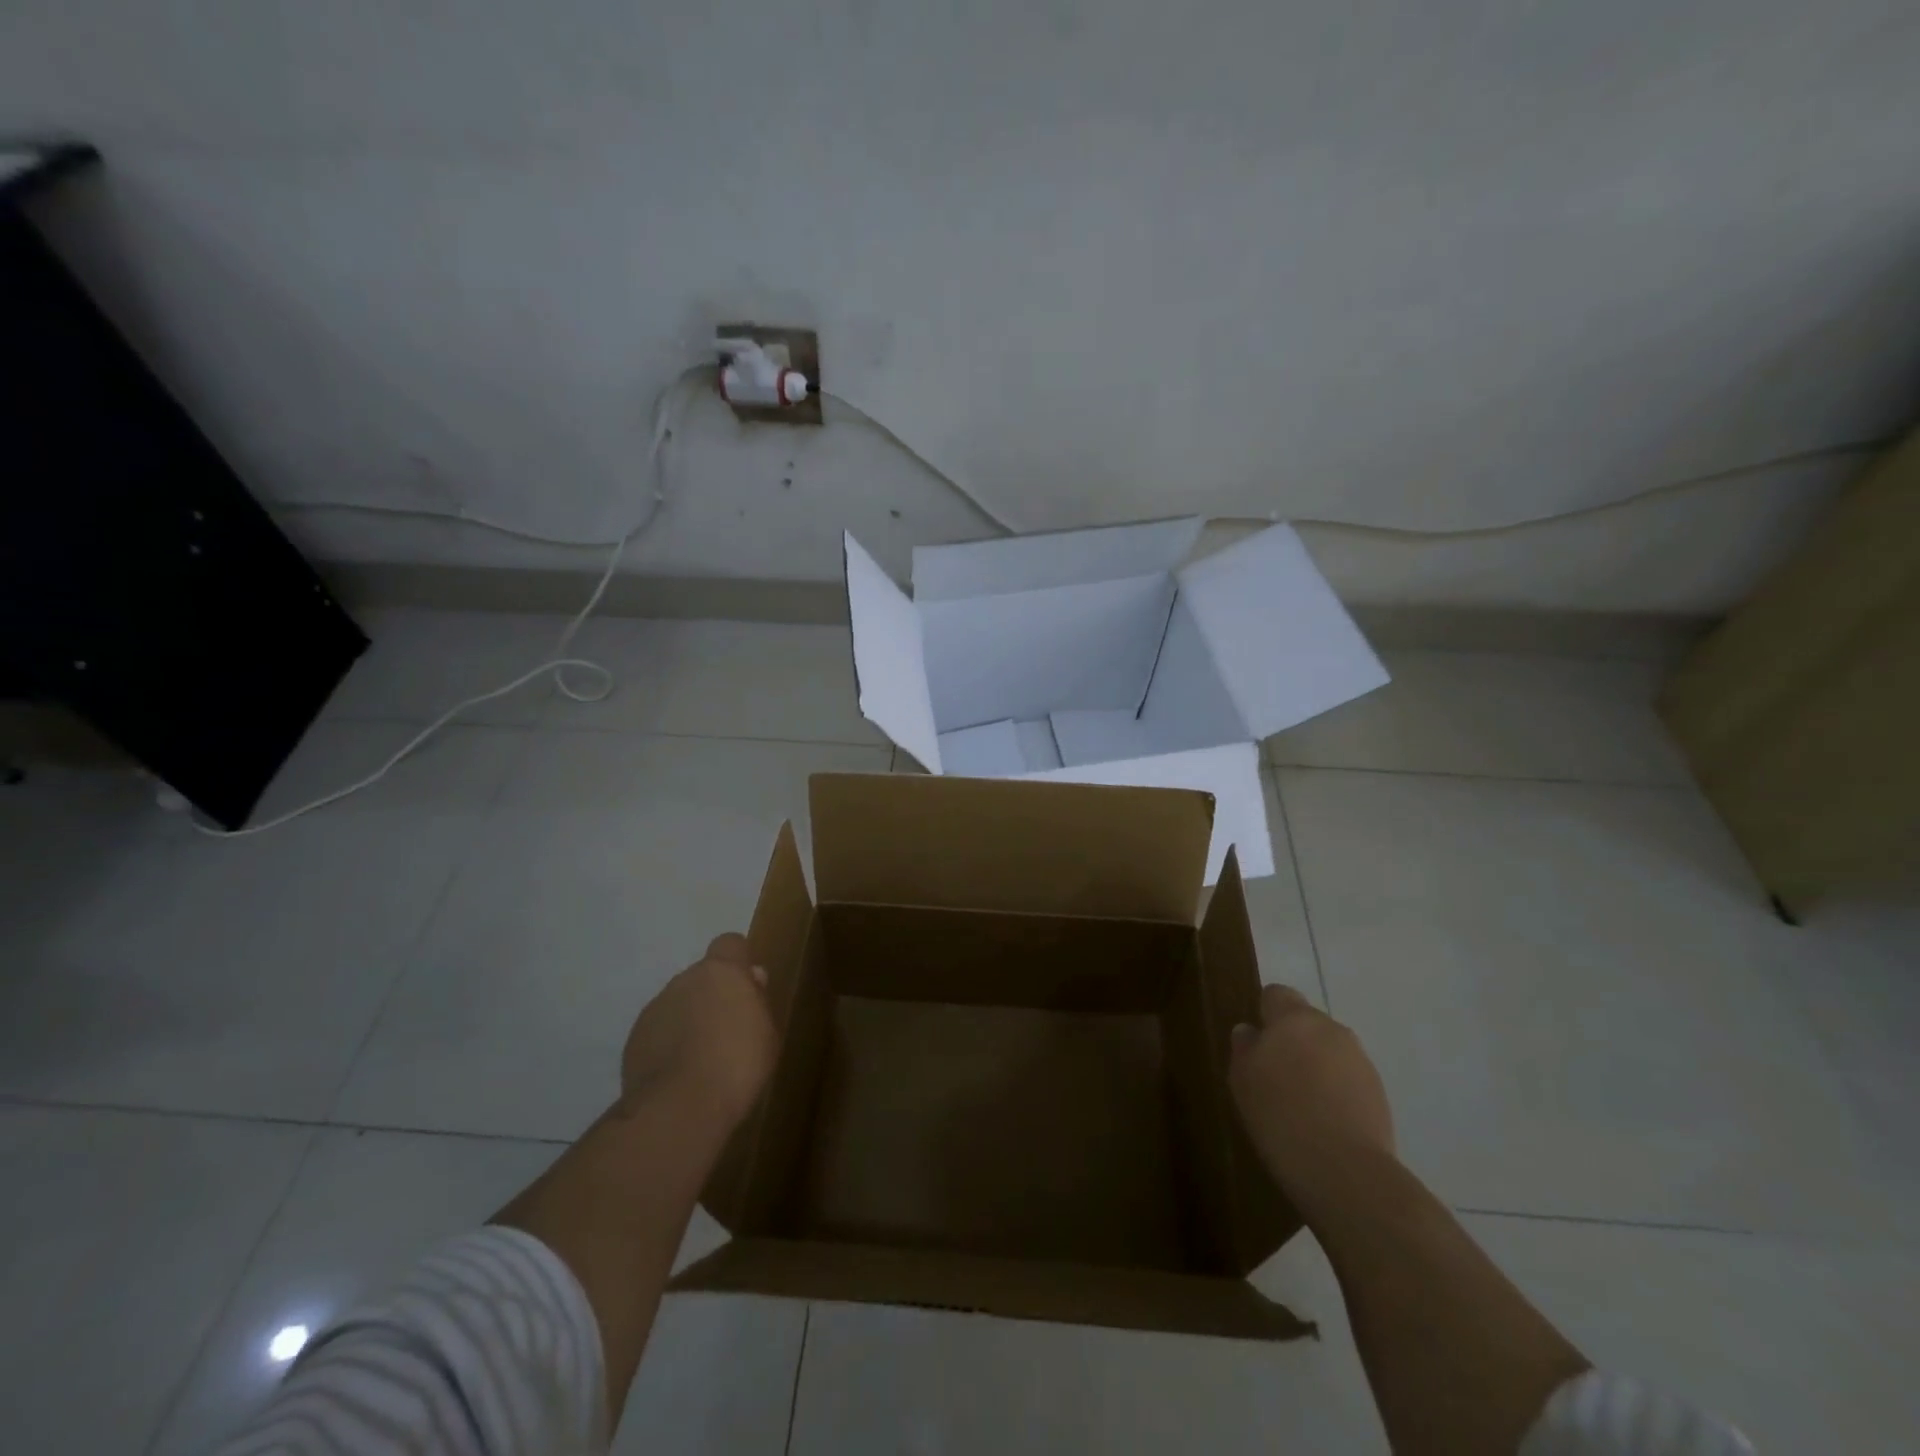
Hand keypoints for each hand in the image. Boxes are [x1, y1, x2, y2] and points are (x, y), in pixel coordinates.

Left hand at [619, 933, 777, 1130]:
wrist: (679, 1108)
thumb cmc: (737, 1064)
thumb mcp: (767, 1032)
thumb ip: (757, 999)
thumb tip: (751, 978)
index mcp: (721, 972)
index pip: (730, 943)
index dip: (739, 962)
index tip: (747, 988)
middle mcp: (684, 980)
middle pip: (702, 976)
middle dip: (713, 995)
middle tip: (728, 1030)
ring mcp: (655, 1009)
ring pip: (678, 1004)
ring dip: (689, 1020)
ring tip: (702, 1058)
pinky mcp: (634, 1039)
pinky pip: (658, 1031)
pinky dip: (668, 1044)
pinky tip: (680, 1074)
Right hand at [1229, 984, 1394, 1196]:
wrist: (1345, 1171)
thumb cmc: (1280, 1114)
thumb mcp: (1242, 1079)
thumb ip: (1245, 1047)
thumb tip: (1250, 1031)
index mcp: (1294, 1018)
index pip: (1277, 994)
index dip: (1265, 1013)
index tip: (1256, 1042)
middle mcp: (1332, 1029)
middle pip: (1307, 1023)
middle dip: (1293, 1041)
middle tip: (1274, 1075)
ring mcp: (1361, 1061)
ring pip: (1330, 1051)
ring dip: (1316, 1066)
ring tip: (1301, 1103)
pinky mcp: (1379, 1094)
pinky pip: (1348, 1079)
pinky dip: (1336, 1091)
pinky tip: (1324, 1122)